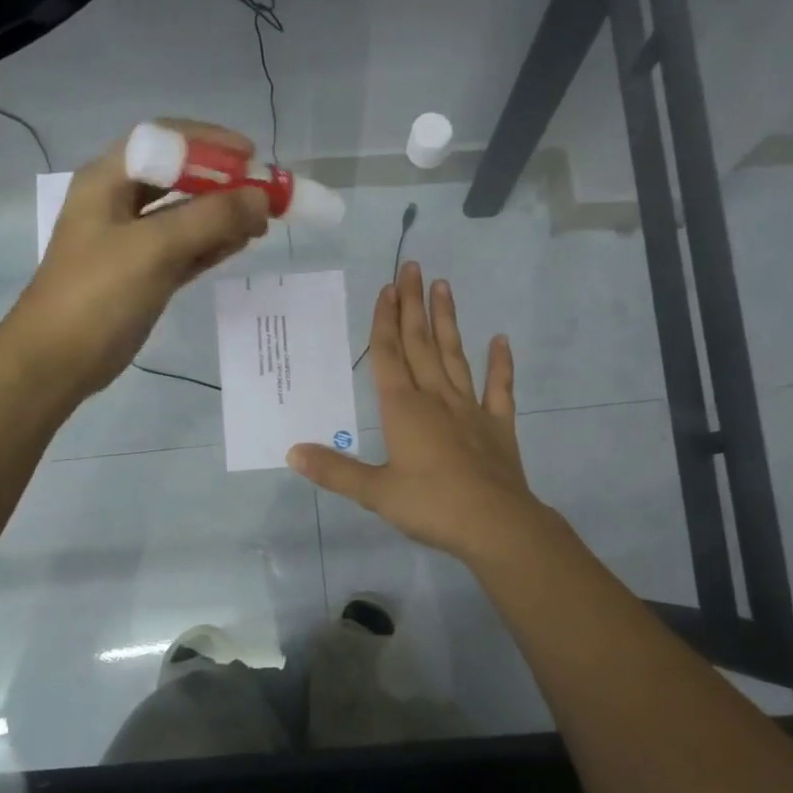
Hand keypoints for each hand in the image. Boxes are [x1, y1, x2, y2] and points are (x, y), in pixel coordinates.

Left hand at [5, 119, 269, 396]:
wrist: (57, 360)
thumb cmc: (97, 294)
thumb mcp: (154, 248)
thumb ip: (210, 218)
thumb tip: (262, 197)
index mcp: (108, 180)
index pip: (163, 140)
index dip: (209, 142)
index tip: (252, 155)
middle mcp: (120, 202)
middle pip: (179, 176)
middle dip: (223, 180)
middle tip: (266, 192)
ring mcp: (133, 241)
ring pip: (187, 214)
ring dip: (224, 213)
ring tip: (264, 220)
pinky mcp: (145, 274)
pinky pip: (187, 248)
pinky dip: (215, 243)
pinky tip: (244, 242)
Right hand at [287, 262, 548, 560]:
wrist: (496, 525)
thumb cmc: (431, 506)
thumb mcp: (375, 492)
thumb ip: (334, 470)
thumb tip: (291, 452)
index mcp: (404, 409)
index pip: (389, 356)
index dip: (385, 321)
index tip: (386, 288)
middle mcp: (436, 399)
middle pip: (421, 344)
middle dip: (413, 305)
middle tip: (413, 266)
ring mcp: (470, 409)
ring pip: (455, 356)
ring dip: (447, 322)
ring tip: (444, 286)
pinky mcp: (498, 427)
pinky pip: (499, 389)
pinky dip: (500, 365)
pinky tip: (501, 340)